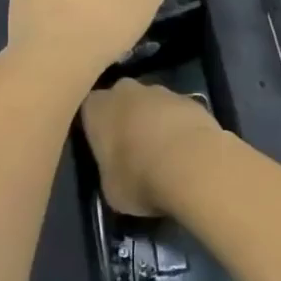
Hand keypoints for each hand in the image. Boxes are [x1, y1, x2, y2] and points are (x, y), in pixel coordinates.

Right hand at [82, 78, 222, 217]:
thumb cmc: (139, 177)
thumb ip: (109, 173)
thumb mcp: (111, 189)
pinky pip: (178, 113)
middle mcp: (125, 90)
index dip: (96, 130)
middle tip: (132, 149)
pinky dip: (179, 127)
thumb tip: (119, 175)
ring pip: (151, 104)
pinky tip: (187, 152)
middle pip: (121, 101)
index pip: (88, 112)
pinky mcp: (191, 99)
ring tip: (164, 154)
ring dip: (155, 122)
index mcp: (96, 108)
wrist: (192, 164)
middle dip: (126, 119)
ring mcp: (160, 91)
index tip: (103, 150)